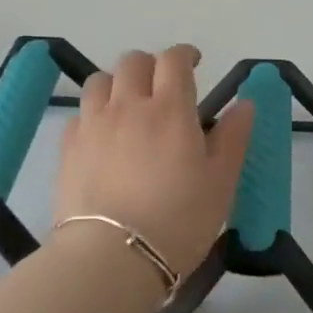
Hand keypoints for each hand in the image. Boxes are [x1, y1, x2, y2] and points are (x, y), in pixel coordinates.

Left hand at [54, 45, 256, 276]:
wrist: (112, 257)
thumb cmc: (178, 220)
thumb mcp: (221, 182)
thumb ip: (234, 137)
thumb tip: (244, 103)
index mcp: (170, 109)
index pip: (174, 60)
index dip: (184, 55)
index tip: (193, 63)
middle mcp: (128, 105)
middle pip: (133, 62)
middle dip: (150, 65)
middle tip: (162, 87)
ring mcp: (93, 124)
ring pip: (100, 81)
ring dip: (117, 83)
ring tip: (127, 105)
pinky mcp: (68, 148)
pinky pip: (80, 114)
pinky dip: (94, 114)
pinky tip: (102, 136)